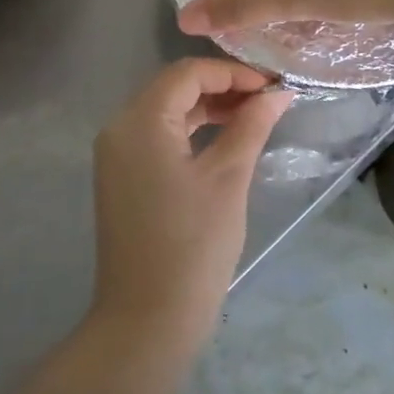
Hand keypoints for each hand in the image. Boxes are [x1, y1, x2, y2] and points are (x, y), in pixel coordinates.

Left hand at [91, 59, 294, 349]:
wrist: (147, 320)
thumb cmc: (193, 245)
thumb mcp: (228, 178)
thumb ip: (251, 126)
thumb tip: (277, 93)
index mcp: (139, 121)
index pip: (187, 73)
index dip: (233, 72)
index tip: (273, 86)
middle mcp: (119, 129)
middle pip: (173, 88)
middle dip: (222, 88)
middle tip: (269, 100)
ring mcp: (116, 155)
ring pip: (166, 113)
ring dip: (208, 110)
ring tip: (254, 117)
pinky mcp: (122, 179)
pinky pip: (158, 139)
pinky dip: (190, 133)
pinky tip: (225, 141)